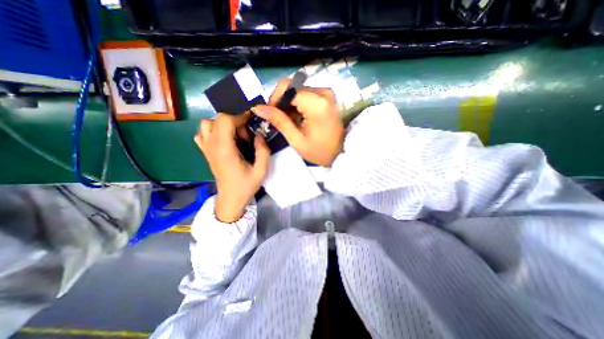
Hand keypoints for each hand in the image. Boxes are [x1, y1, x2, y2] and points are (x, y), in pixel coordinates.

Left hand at [195, 113, 269, 221]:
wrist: (230, 198)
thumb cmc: (246, 185)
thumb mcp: (261, 171)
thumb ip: (263, 151)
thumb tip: (259, 134)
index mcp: (225, 150)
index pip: (225, 121)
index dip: (240, 117)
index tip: (251, 122)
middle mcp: (212, 146)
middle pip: (217, 119)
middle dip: (235, 121)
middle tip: (245, 135)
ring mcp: (206, 148)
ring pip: (207, 124)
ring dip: (223, 125)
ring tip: (235, 136)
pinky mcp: (205, 152)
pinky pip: (202, 133)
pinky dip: (212, 131)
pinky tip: (223, 140)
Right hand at [250, 78, 344, 164]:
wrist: (340, 154)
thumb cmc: (319, 151)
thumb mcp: (296, 140)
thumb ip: (279, 120)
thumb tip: (258, 108)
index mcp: (316, 103)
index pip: (286, 87)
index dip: (274, 99)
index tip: (270, 115)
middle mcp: (323, 92)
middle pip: (292, 87)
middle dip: (282, 103)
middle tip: (279, 120)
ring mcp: (327, 93)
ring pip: (298, 91)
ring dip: (290, 105)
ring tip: (290, 122)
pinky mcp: (327, 97)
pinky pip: (306, 94)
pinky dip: (298, 105)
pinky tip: (299, 118)